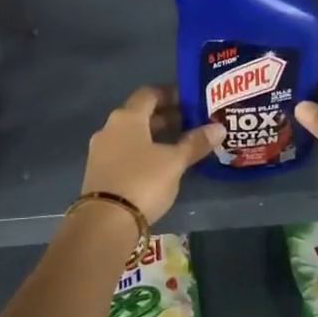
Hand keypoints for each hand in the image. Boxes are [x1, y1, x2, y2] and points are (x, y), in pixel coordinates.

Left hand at [80, 86, 221, 224]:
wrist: (104, 222)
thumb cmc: (142, 181)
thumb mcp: (174, 162)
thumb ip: (195, 143)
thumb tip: (219, 127)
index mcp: (127, 117)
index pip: (150, 93)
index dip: (171, 93)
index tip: (191, 100)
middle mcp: (109, 128)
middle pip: (140, 114)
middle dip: (166, 116)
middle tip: (191, 123)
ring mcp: (100, 151)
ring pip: (132, 134)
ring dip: (154, 136)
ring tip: (179, 145)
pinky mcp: (98, 172)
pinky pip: (124, 152)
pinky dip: (142, 152)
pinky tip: (159, 165)